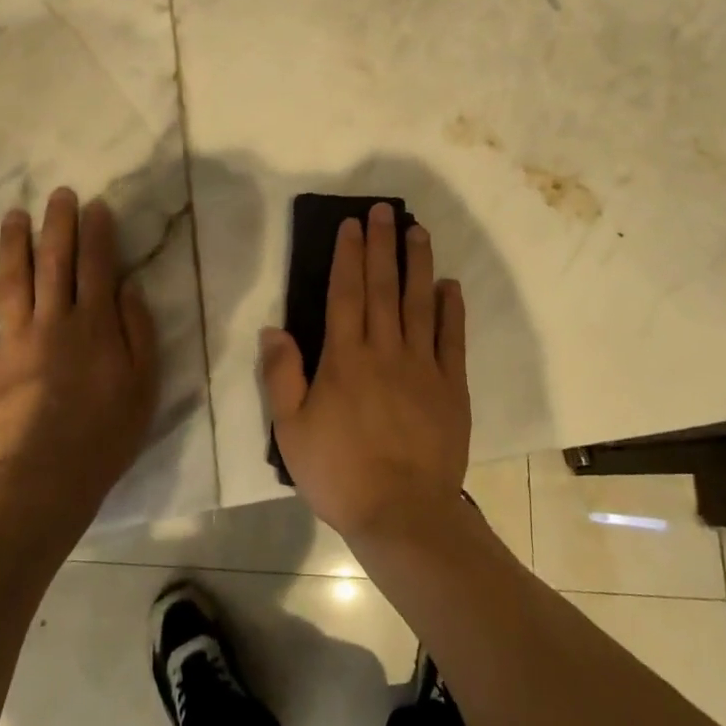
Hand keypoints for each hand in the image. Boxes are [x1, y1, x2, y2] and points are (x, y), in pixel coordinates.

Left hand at [0, 187, 158, 532]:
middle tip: (57, 195)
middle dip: (58, 224)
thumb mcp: (144, 382)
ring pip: (12, 280)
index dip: (97, 232)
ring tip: (14, 216)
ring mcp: (13, 340)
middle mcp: (53, 320)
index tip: (95, 206)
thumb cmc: (106, 432)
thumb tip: (127, 285)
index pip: (96, 265)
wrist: (46, 478)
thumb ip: (138, 329)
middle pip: (55, 261)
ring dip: (13, 244)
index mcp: (94, 324)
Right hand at [262, 201, 470, 542]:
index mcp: (346, 358)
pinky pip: (452, 338)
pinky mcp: (451, 386)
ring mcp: (423, 366)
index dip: (349, 255)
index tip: (352, 224)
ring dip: (418, 264)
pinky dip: (451, 308)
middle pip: (383, 287)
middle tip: (386, 210)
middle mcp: (385, 350)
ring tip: (418, 231)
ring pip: (419, 302)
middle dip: (383, 245)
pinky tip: (449, 285)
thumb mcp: (292, 431)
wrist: (403, 515)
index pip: (346, 293)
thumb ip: (282, 376)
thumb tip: (273, 328)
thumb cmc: (340, 473)